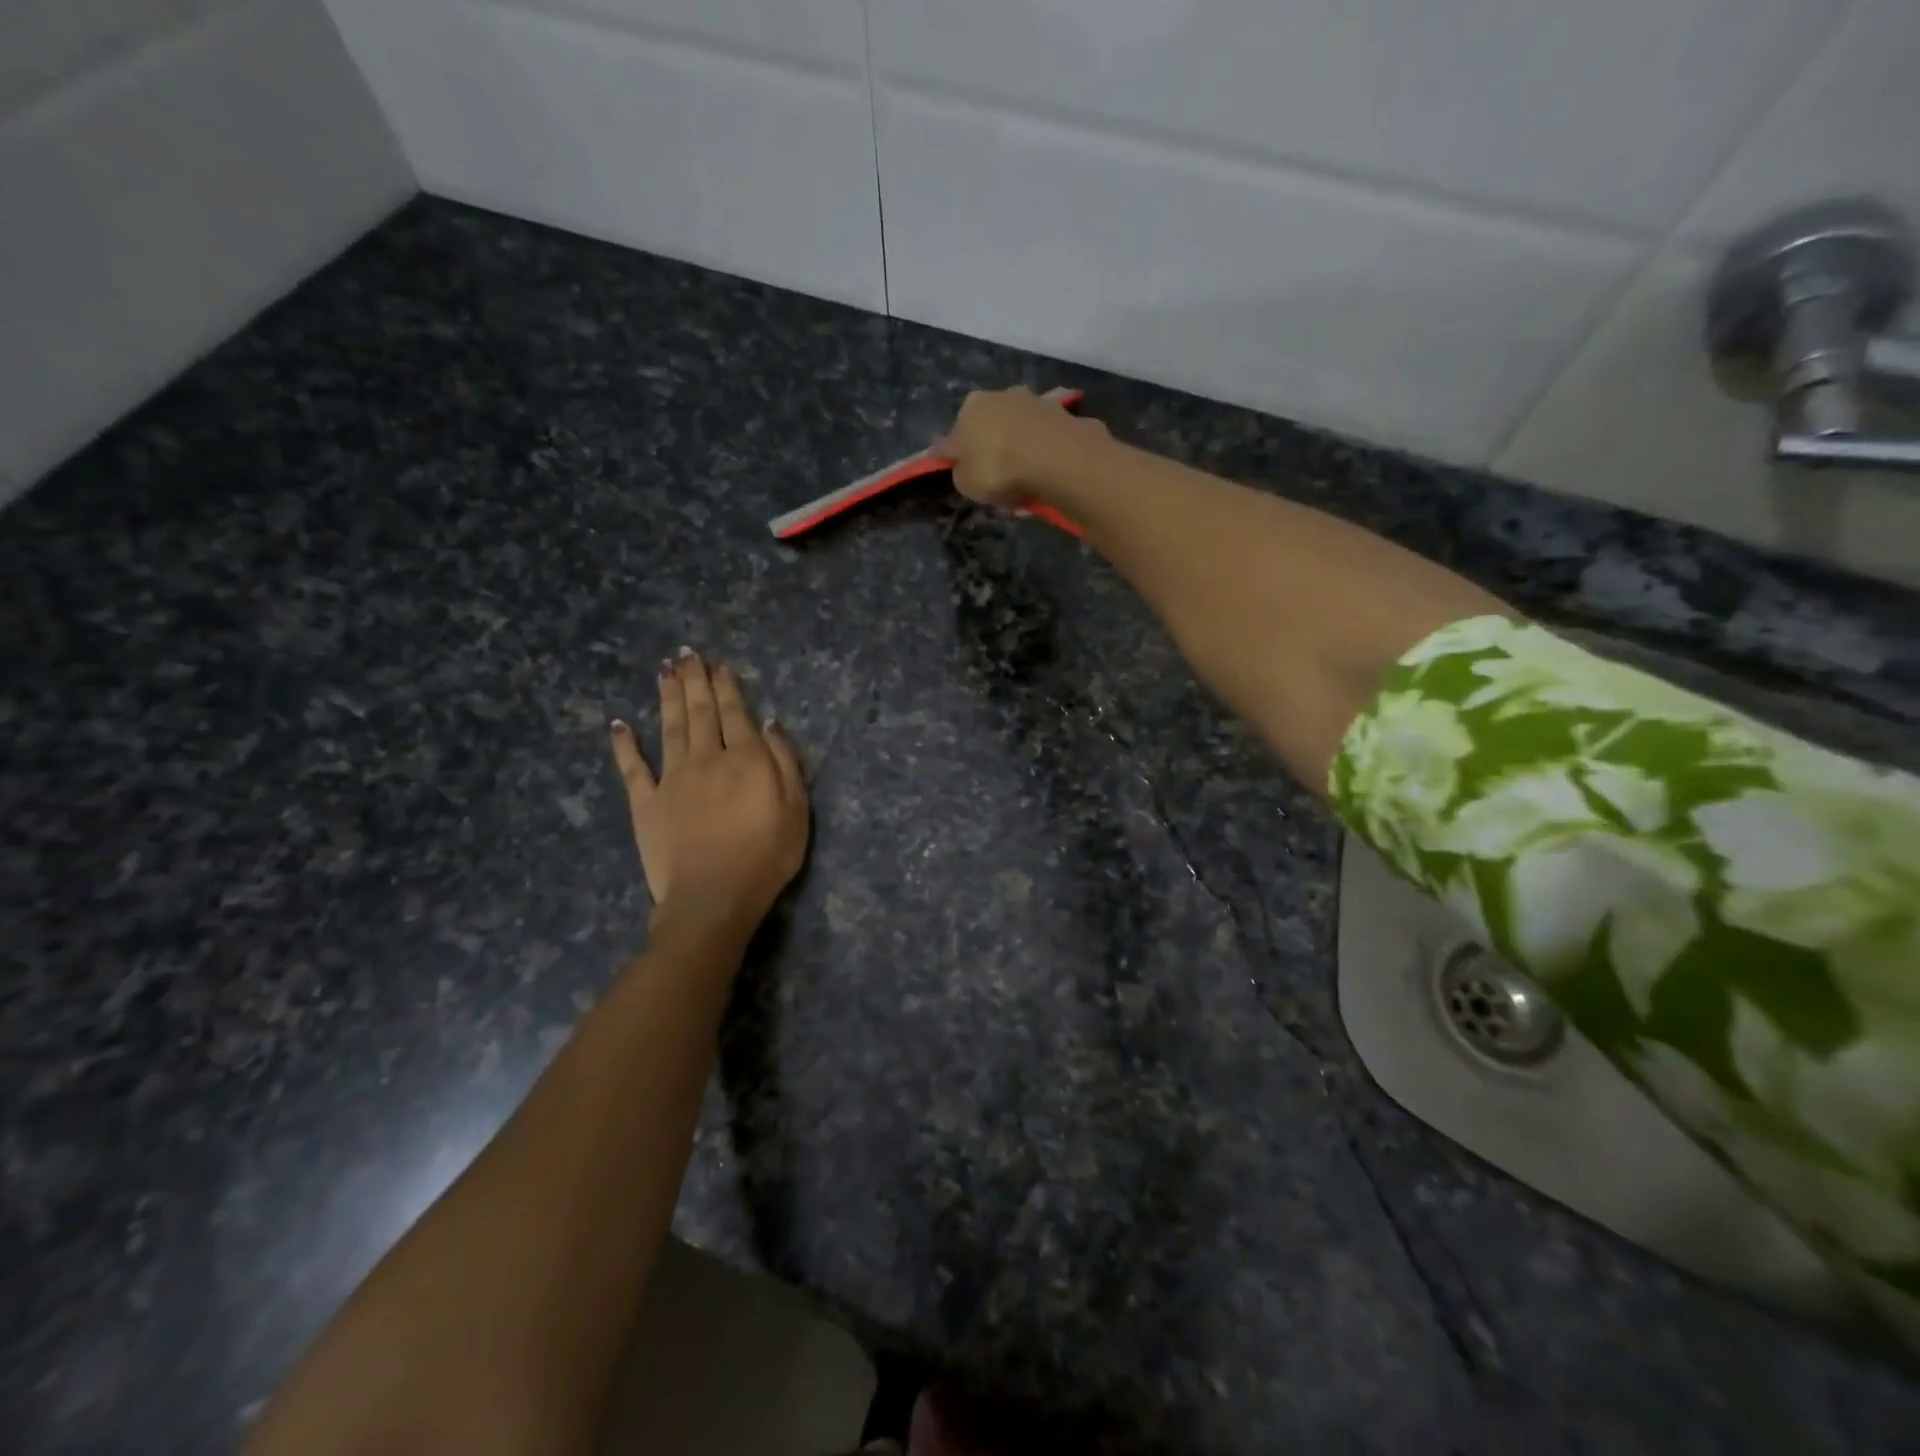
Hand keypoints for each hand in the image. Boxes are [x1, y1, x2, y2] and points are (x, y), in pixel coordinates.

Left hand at [609, 649, 808, 936]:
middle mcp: (706, 758)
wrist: (713, 897)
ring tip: (663, 671)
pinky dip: (624, 744)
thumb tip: (769, 723)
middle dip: (694, 680)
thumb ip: (785, 762)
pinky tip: (618, 724)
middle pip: (700, 712)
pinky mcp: (645, 803)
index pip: (735, 713)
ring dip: (667, 697)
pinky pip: (632, 768)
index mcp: (745, 759)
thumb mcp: (796, 809)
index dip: (727, 686)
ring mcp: (671, 779)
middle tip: (686, 653)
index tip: (719, 665)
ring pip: (669, 728)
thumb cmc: (766, 856)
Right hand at [935, 386, 1108, 506]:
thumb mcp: (966, 484)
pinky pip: (1044, 435)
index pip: (954, 437)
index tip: (964, 474)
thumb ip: (961, 472)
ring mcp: (1031, 400)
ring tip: (1026, 479)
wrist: (1053, 456)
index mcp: (969, 408)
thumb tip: (964, 467)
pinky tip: (1046, 467)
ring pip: (1018, 430)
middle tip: (999, 480)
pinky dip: (1043, 447)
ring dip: (1019, 449)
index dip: (956, 458)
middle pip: (989, 428)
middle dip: (992, 450)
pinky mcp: (1060, 410)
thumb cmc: (998, 469)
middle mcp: (998, 395)